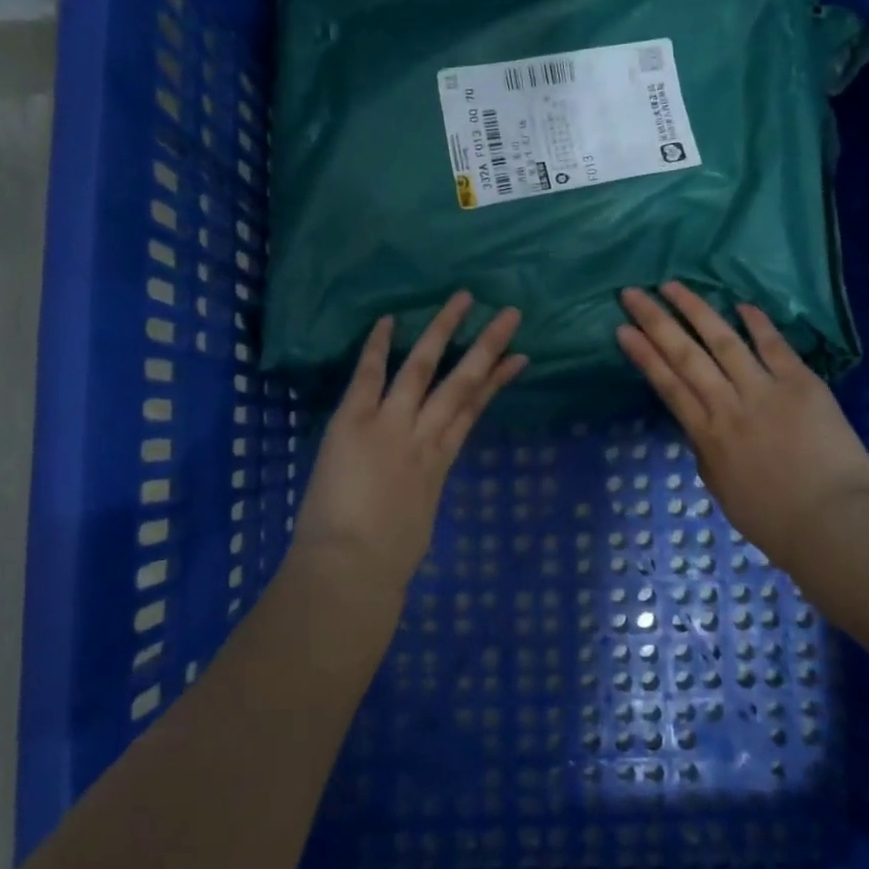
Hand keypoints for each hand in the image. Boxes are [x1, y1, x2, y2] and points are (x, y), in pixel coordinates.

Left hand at [289, 292, 526, 617]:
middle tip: (510, 314)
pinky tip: (388, 319)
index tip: (517, 357)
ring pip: (423, 369)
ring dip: (442, 331)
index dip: (497, 381)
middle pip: (462, 382)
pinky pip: (369, 377)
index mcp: (440, 462)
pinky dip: (377, 347)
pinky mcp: (354, 423)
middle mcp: (424, 435)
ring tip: (462, 299)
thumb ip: (419, 489)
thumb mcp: (418, 519)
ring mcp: (391, 425)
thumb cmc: (387, 559)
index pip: (474, 410)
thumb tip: (415, 480)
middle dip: (487, 347)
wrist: (351, 569)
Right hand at [616, 282, 868, 572]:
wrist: (832, 525)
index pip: (667, 385)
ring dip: (696, 311)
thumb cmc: (773, 521)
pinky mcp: (802, 385)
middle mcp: (728, 406)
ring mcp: (765, 391)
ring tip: (673, 286)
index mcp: (707, 437)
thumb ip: (707, 451)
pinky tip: (740, 304)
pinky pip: (775, 347)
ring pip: (723, 341)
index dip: (643, 355)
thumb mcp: (722, 488)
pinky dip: (757, 324)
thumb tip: (702, 426)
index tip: (622, 330)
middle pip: (685, 356)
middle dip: (656, 322)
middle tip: (633, 293)